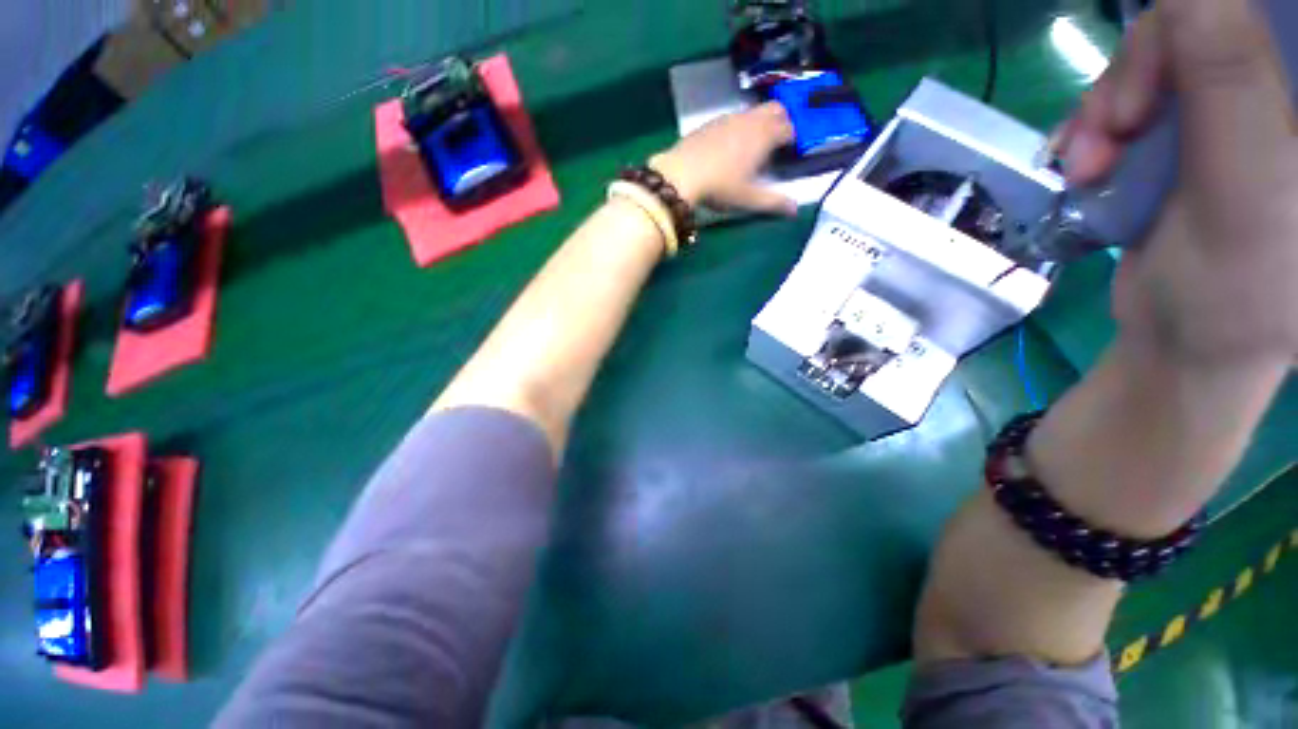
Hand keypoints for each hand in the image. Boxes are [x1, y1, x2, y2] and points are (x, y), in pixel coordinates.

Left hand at [650, 103, 797, 215]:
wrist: (680, 174)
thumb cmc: (720, 187)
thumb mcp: (748, 199)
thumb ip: (773, 203)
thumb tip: (795, 210)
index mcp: (764, 136)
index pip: (789, 128)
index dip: (794, 139)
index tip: (791, 153)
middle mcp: (750, 120)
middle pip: (776, 110)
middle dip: (782, 122)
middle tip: (777, 143)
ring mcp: (729, 118)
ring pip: (753, 111)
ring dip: (760, 123)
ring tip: (753, 145)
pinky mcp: (711, 122)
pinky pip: (732, 118)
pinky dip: (739, 126)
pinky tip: (728, 146)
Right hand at [1056, 0, 1297, 367]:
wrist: (1183, 343)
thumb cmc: (1232, 291)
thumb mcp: (1241, 186)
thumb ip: (1229, 75)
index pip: (1262, 19)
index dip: (1198, 25)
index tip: (1156, 75)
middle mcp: (1279, 96)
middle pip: (1200, 29)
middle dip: (1139, 73)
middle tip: (1112, 130)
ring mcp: (1232, 113)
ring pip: (1159, 62)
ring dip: (1109, 107)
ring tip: (1088, 164)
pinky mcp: (1189, 134)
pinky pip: (1135, 98)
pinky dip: (1099, 125)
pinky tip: (1087, 160)